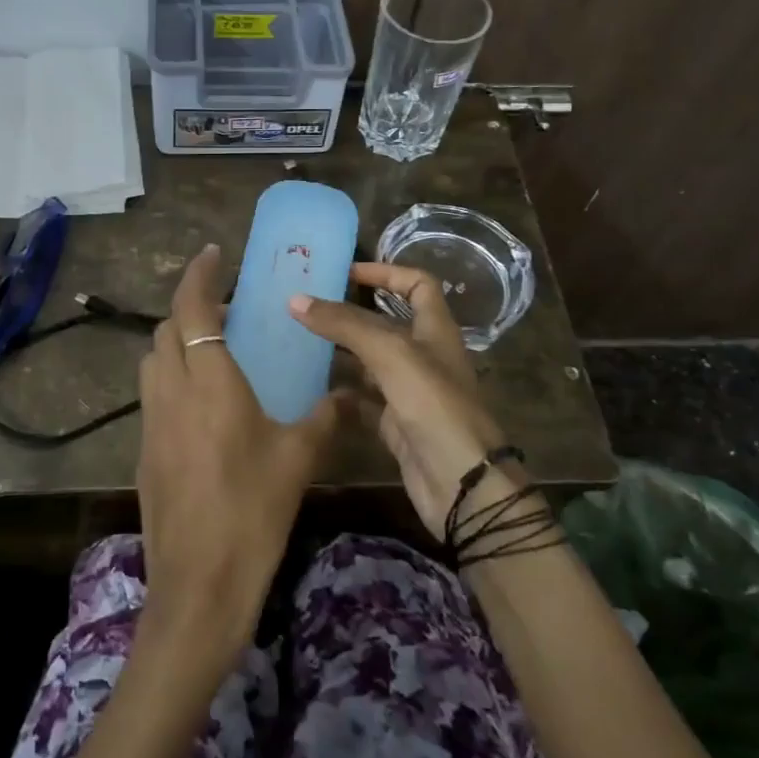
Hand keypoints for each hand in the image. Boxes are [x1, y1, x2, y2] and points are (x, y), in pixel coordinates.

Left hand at [135, 245, 344, 676]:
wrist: (199, 585)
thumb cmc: (253, 513)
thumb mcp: (298, 461)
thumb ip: (325, 418)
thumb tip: (349, 394)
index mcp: (210, 383)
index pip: (193, 309)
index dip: (199, 275)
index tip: (214, 255)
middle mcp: (172, 392)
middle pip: (167, 329)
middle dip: (191, 307)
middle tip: (229, 312)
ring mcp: (150, 422)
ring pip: (154, 360)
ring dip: (178, 341)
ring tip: (215, 352)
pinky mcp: (143, 451)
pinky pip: (153, 395)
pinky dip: (172, 377)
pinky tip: (203, 405)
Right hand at [288, 263, 518, 540]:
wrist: (462, 485)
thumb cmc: (435, 406)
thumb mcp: (391, 354)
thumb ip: (345, 325)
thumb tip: (296, 300)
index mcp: (435, 330)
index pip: (417, 284)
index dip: (386, 272)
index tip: (345, 272)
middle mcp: (423, 356)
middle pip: (386, 323)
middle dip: (349, 312)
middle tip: (307, 305)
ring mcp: (409, 392)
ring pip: (369, 362)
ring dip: (339, 351)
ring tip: (297, 341)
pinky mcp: (395, 424)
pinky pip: (361, 400)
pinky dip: (338, 392)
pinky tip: (309, 387)